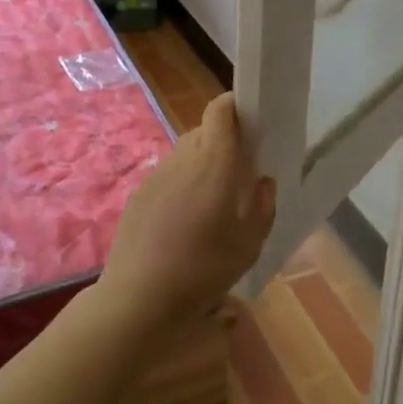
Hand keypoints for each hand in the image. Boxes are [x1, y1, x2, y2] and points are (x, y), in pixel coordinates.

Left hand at [99, 94, 276, 332]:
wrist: (139, 297)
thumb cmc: (204, 268)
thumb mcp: (250, 244)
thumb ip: (263, 206)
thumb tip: (262, 182)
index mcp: (215, 162)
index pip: (220, 110)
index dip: (234, 106)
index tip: (250, 120)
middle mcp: (184, 158)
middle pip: (204, 131)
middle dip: (223, 142)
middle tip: (238, 172)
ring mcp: (157, 175)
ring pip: (185, 155)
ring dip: (201, 166)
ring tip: (211, 203)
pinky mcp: (139, 194)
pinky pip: (167, 177)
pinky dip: (180, 186)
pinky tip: (183, 223)